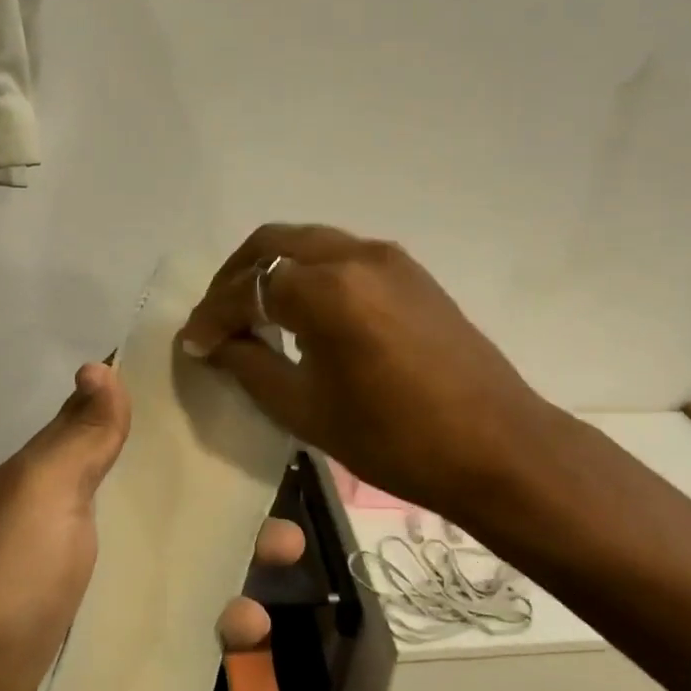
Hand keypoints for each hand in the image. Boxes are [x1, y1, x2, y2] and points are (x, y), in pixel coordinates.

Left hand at [0, 362, 303, 690]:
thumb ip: (80, 437)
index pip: (136, 432)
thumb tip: (100, 365)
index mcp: (79, 482)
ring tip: (280, 563)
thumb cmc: (5, 582)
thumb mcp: (42, 495)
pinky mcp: (129, 646)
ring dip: (241, 567)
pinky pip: (189, 630)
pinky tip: (245, 633)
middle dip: (233, 499)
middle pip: (181, 502)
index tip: (237, 393)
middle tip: (281, 504)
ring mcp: (118, 591)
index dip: (181, 412)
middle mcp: (103, 530)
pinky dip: (220, 631)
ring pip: (195, 565)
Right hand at [179, 224, 553, 523]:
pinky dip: (311, 274)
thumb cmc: (395, 440)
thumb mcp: (306, 410)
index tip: (193, 342)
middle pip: (275, 244)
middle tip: (219, 317)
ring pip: (311, 244)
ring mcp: (390, 259)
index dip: (213, 316)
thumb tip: (216, 342)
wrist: (497, 447)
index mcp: (327, 291)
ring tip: (257, 315)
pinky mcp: (413, 273)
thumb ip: (251, 365)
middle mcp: (356, 256)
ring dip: (275, 270)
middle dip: (236, 276)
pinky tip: (306, 314)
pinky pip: (344, 257)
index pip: (248, 289)